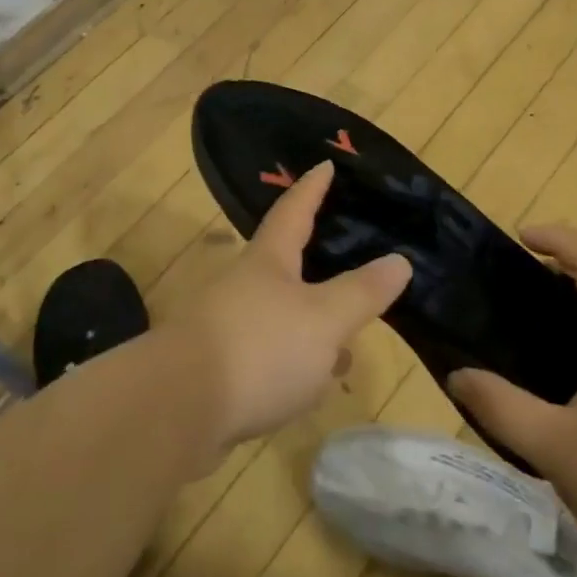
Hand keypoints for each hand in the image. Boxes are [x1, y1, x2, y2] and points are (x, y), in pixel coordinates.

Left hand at [169, 160, 411, 447]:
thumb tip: (399, 260)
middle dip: (318, 269)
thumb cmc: (258, 348)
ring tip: (345, 348)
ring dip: (311, 327)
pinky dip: (294, 364)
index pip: (294, 212)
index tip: (325, 164)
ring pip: (280, 318)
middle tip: (351, 264)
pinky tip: (309, 388)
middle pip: (284, 267)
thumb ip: (362, 292)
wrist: (176, 412)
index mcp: (268, 262)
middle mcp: (243, 287)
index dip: (312, 188)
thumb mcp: (324, 318)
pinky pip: (268, 357)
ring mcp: (226, 330)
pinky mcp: (219, 372)